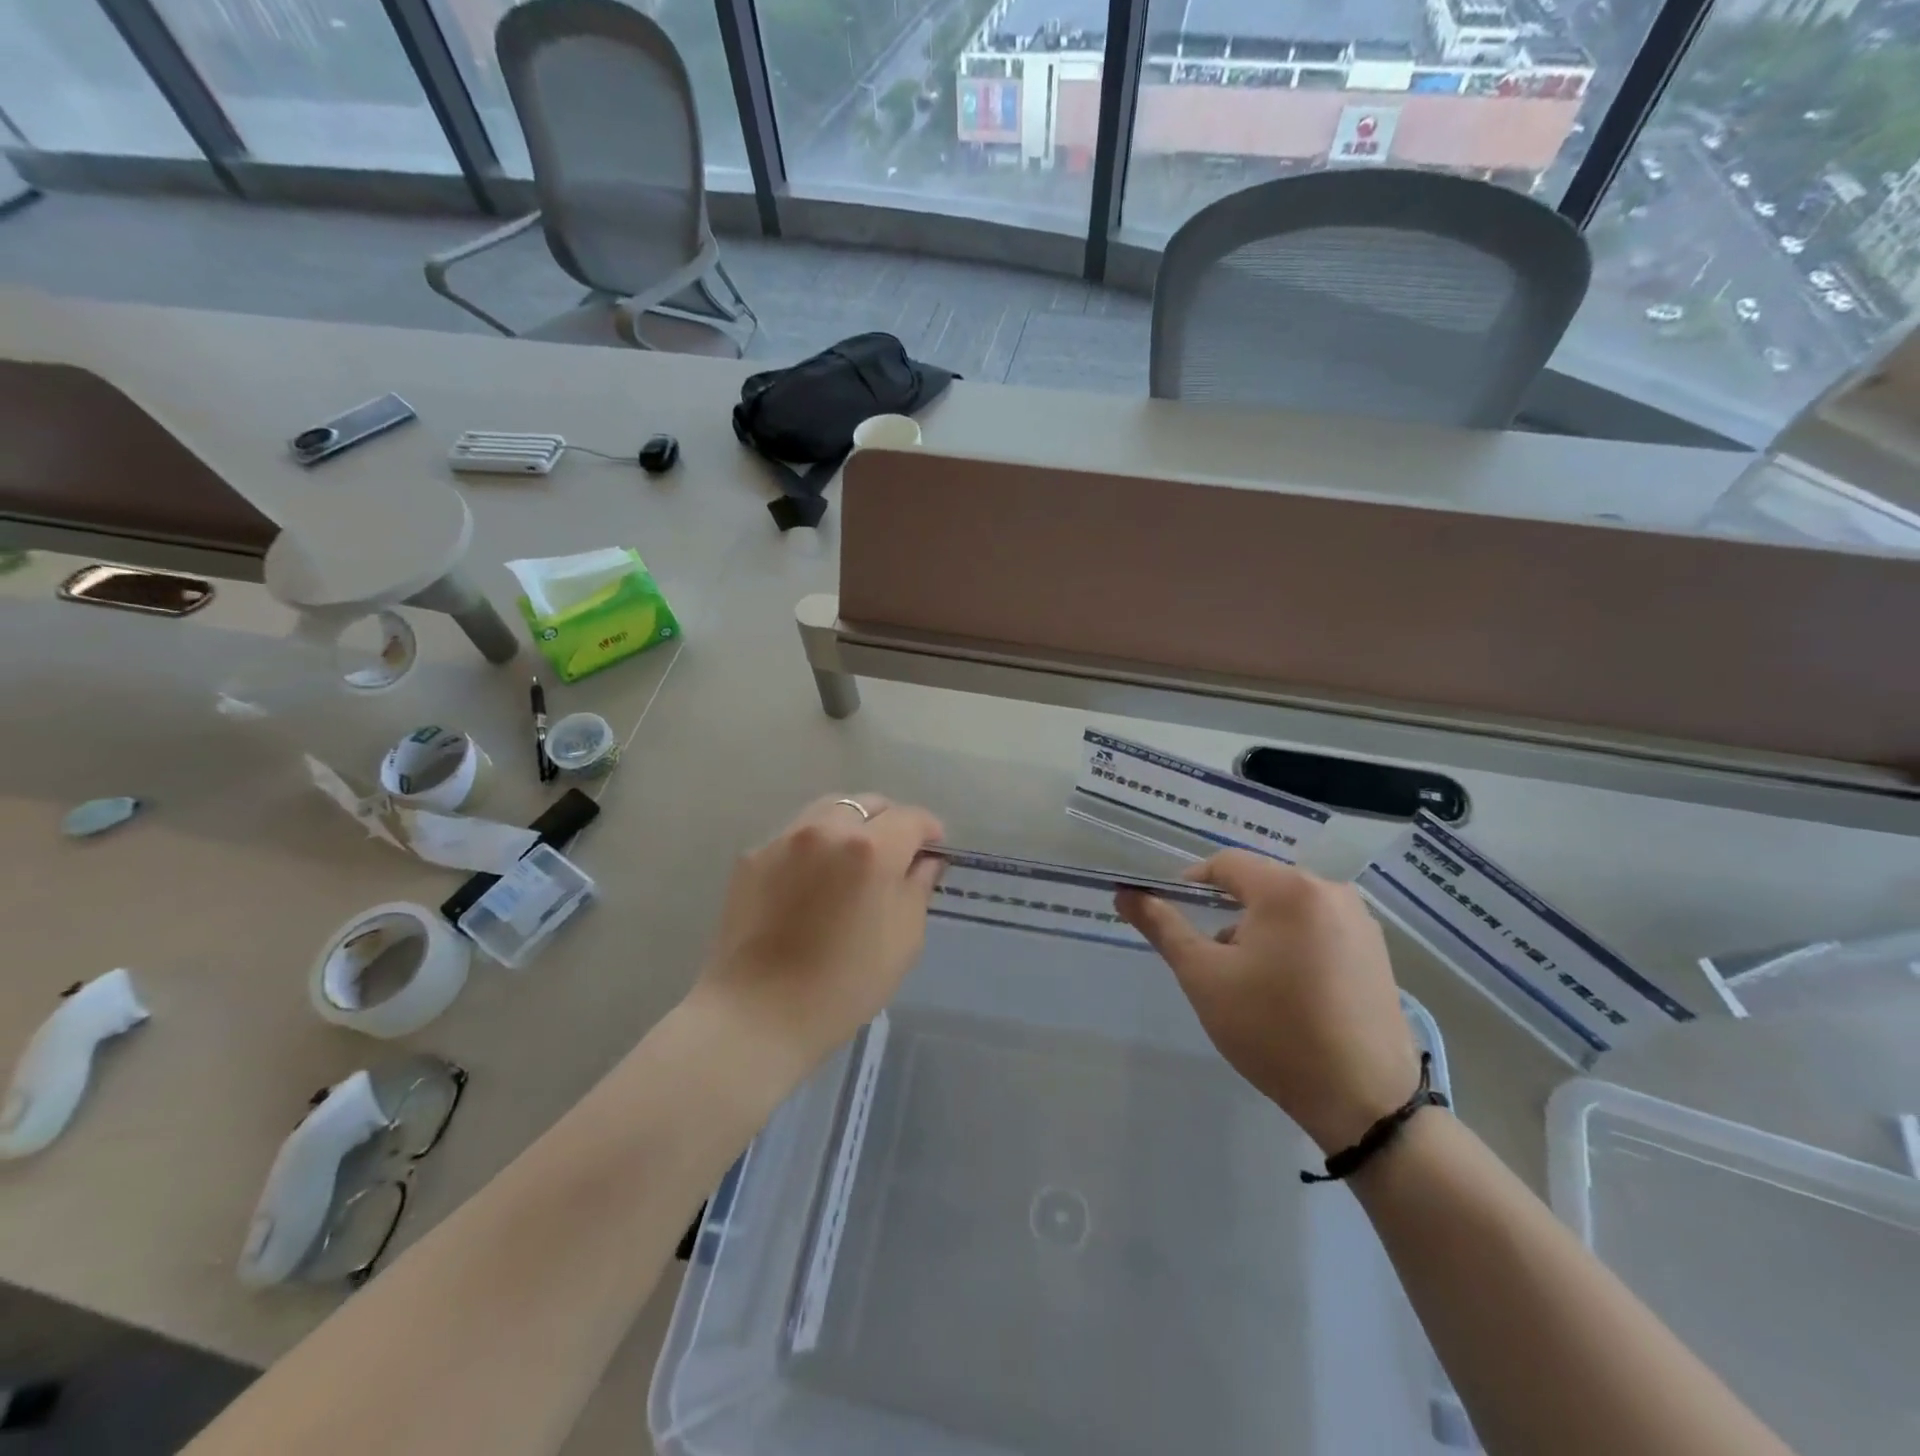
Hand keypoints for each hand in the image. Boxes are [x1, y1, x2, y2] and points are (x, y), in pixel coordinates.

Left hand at [691, 794, 943, 1077]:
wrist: (757, 1015)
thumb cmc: (844, 984)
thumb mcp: (903, 940)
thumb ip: (917, 888)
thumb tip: (924, 862)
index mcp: (871, 848)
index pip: (911, 818)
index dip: (929, 832)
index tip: (933, 852)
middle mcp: (827, 829)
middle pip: (869, 804)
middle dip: (890, 823)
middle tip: (895, 856)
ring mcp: (784, 838)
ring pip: (829, 811)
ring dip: (850, 826)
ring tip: (852, 861)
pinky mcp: (752, 856)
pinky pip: (795, 835)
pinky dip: (815, 846)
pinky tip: (813, 881)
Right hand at [1116, 851, 1418, 1152]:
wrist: (1365, 1102)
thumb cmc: (1273, 1030)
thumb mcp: (1204, 977)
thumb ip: (1163, 927)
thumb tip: (1125, 894)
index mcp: (1289, 889)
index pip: (1225, 864)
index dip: (1190, 885)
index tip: (1173, 920)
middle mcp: (1330, 891)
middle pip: (1259, 885)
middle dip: (1227, 915)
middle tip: (1212, 961)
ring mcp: (1360, 922)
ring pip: (1288, 909)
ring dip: (1260, 931)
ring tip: (1251, 983)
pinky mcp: (1377, 952)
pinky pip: (1318, 929)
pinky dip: (1293, 946)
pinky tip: (1289, 992)